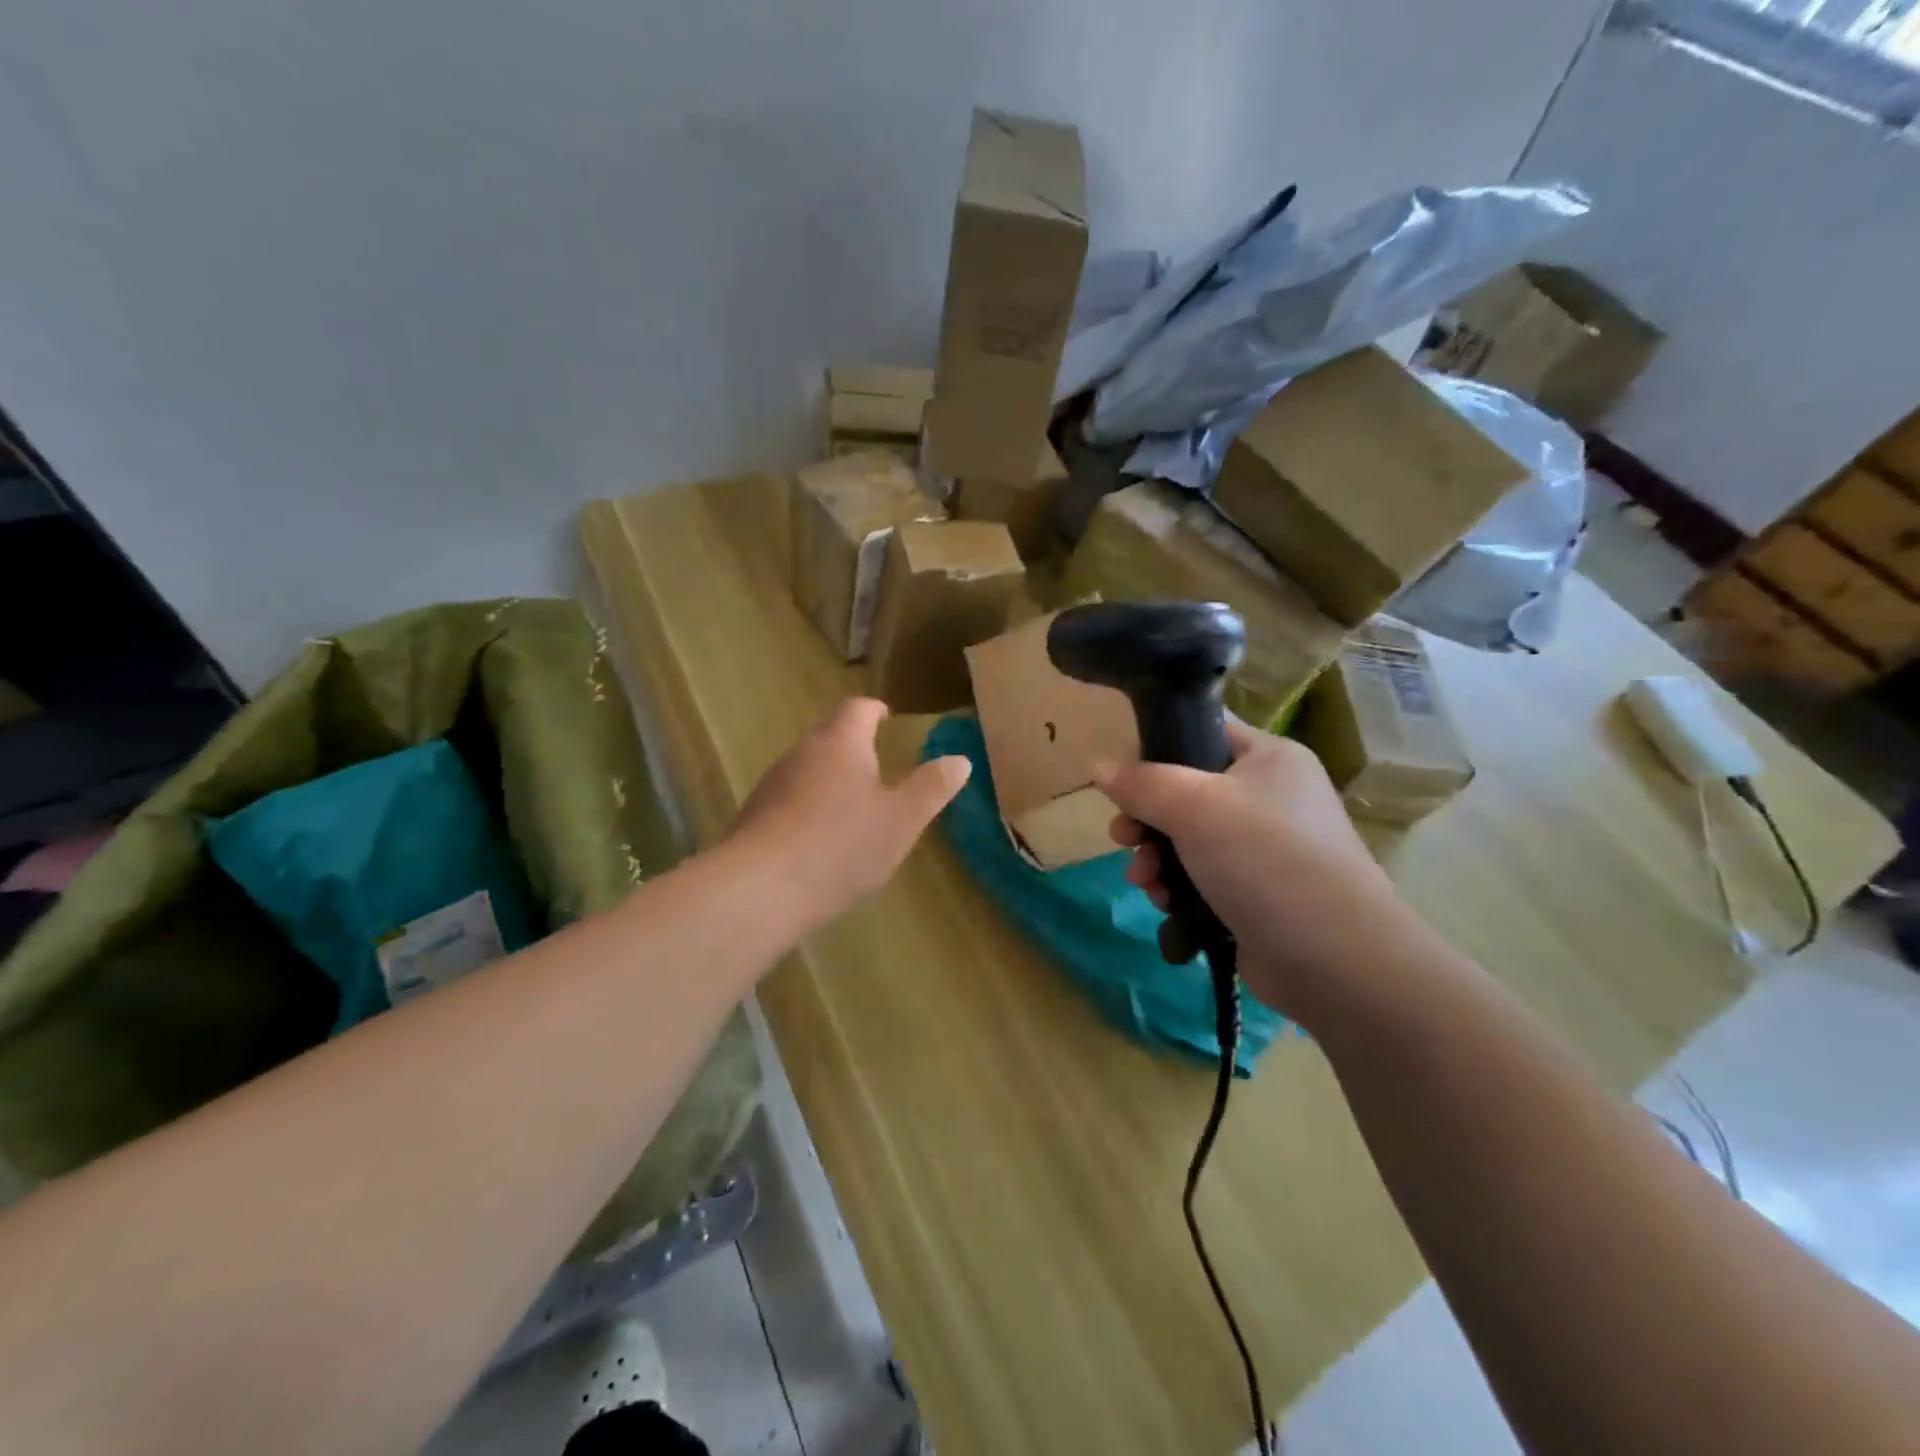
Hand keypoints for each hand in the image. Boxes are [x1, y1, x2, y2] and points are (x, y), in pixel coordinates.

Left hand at [732, 698, 969, 928]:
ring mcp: (772, 783)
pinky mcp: (753, 816)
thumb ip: (931, 788)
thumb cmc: (842, 845)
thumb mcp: (902, 820)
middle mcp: (802, 752)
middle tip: (877, 767)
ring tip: (851, 807)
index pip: (858, 709)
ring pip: (807, 769)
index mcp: (841, 743)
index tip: (887, 718)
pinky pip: (788, 800)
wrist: (760, 889)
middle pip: (830, 736)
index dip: (875, 711)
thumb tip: (960, 759)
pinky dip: (807, 809)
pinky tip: (819, 841)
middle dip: (853, 747)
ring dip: (829, 780)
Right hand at [1098, 720, 1421, 1022]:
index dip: (1157, 747)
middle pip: (1187, 791)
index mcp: (1268, 758)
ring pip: (1188, 838)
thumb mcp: (1194, 807)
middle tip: (1122, 836)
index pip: (1202, 731)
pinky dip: (1178, 886)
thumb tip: (1099, 768)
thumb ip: (1142, 783)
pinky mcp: (1257, 893)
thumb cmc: (1266, 860)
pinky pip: (1202, 876)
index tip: (1123, 778)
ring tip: (1142, 880)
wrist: (1336, 960)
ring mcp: (1265, 848)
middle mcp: (1270, 796)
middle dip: (1147, 817)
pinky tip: (1164, 903)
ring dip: (1156, 857)